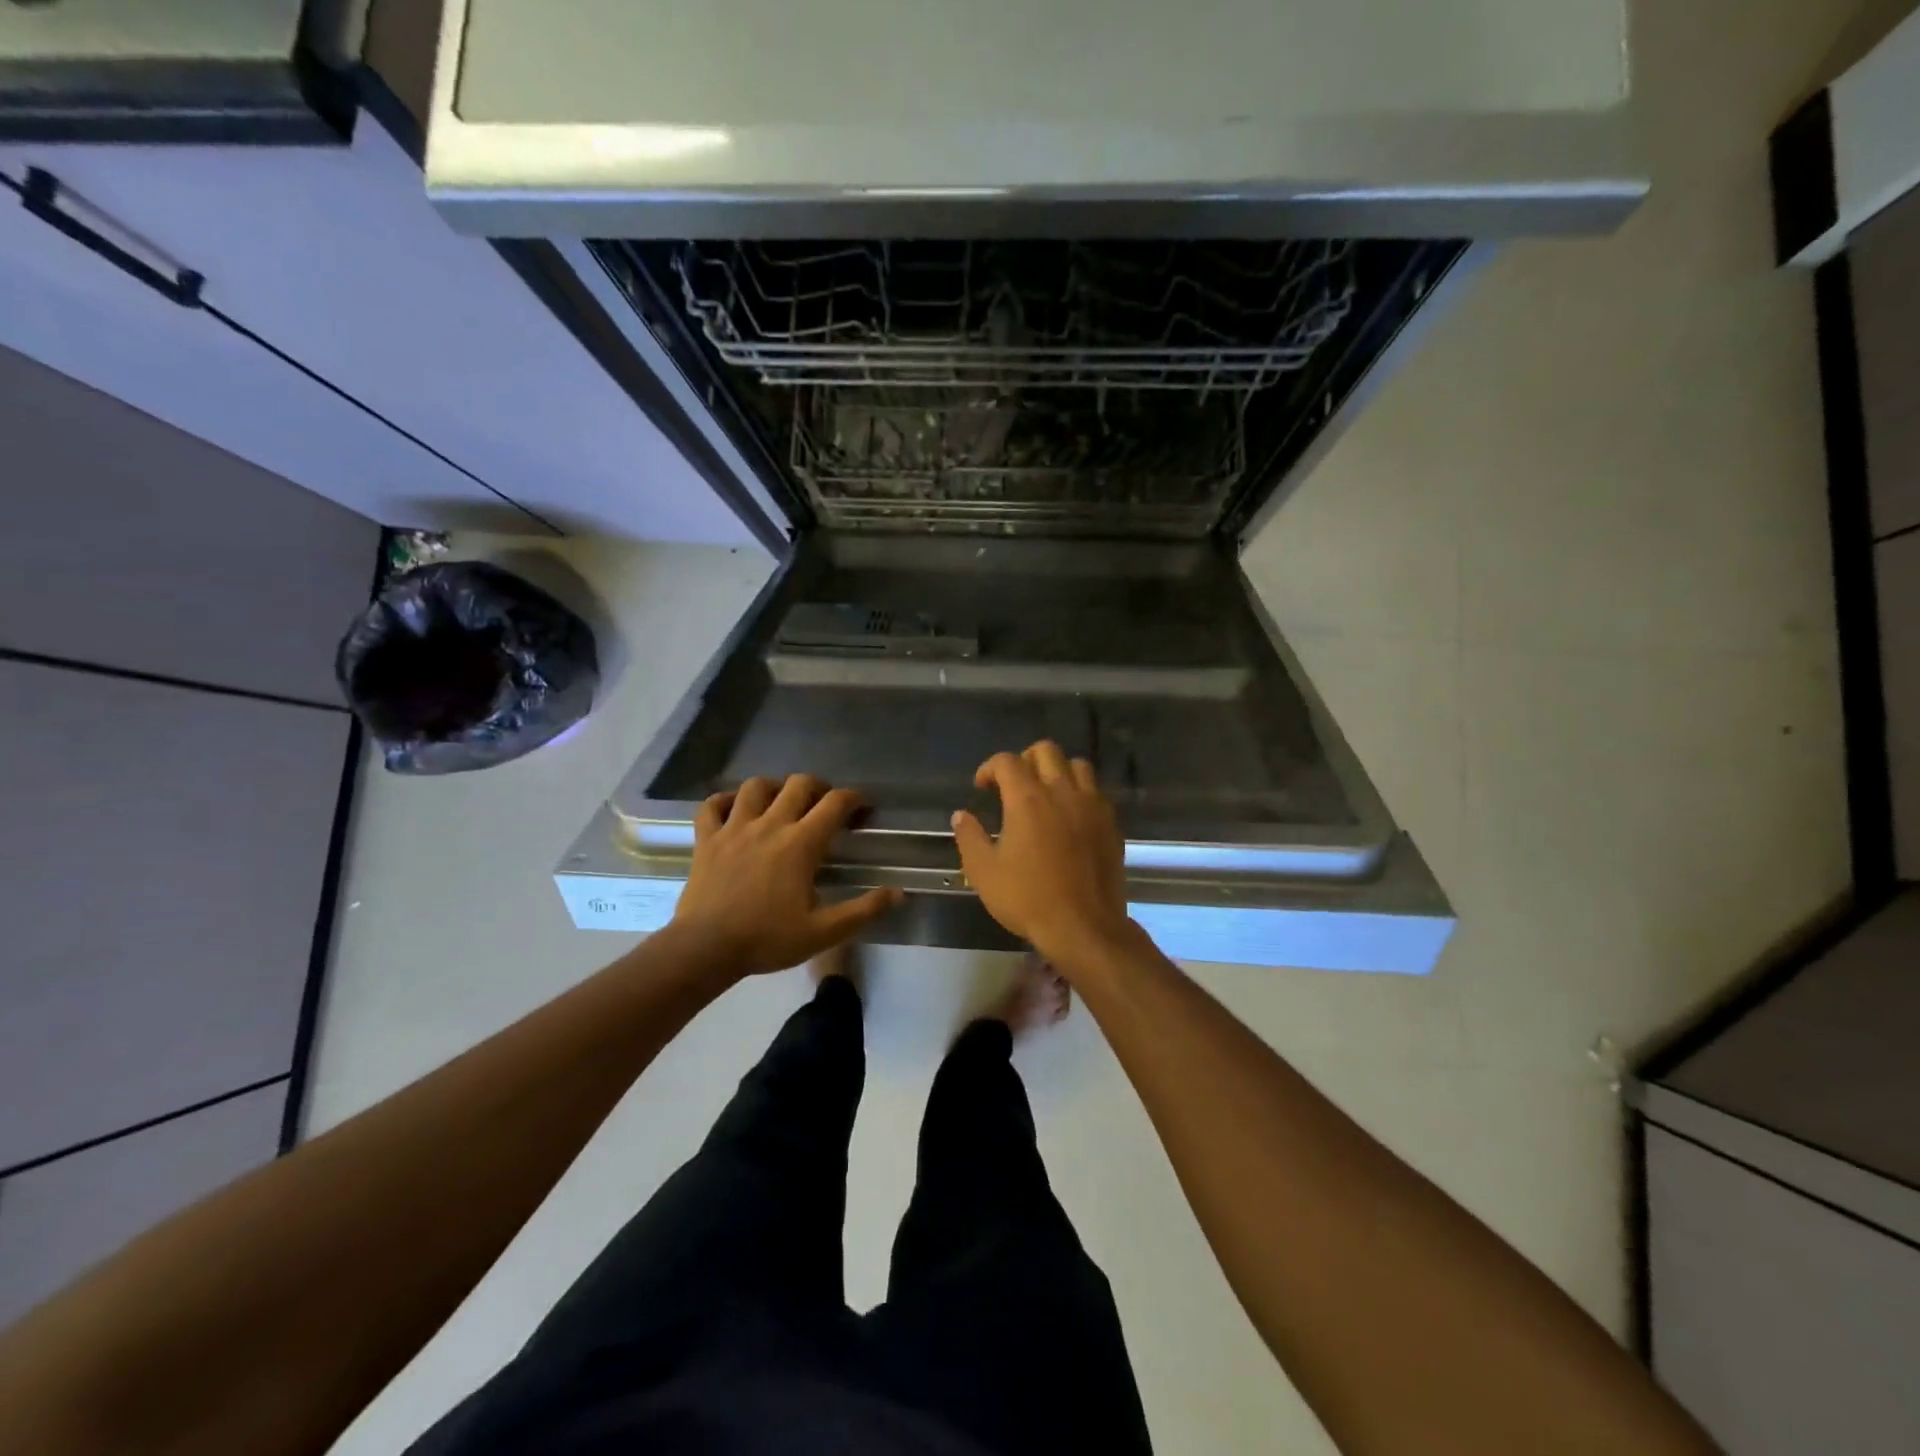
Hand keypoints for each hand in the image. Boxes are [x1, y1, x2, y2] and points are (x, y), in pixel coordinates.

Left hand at [672, 774, 901, 976]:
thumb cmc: (767, 940)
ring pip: (756, 786)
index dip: (854, 799)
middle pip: (799, 784)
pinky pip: (712, 805)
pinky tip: (734, 809)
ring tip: (781, 802)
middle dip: (818, 787)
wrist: (705, 949)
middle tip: (824, 805)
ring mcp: (734, 828)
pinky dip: (725, 800)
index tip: (862, 809)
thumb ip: (863, 911)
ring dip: (774, 788)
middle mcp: (770, 825)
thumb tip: (898, 893)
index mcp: (801, 844)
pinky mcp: (706, 839)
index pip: (835, 803)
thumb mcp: (823, 932)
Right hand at [951, 742, 1133, 969]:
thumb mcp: (983, 872)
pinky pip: (1096, 791)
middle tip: (1013, 785)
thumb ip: (969, 837)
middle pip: (1046, 750)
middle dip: (1025, 759)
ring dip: (1057, 771)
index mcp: (1027, 799)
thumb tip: (961, 815)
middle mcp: (1062, 792)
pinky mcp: (1111, 823)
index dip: (989, 768)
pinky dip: (1080, 792)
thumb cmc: (1027, 898)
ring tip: (1046, 793)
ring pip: (1077, 765)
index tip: (982, 787)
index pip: (1007, 761)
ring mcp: (1091, 805)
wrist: (1083, 926)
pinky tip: (1070, 816)